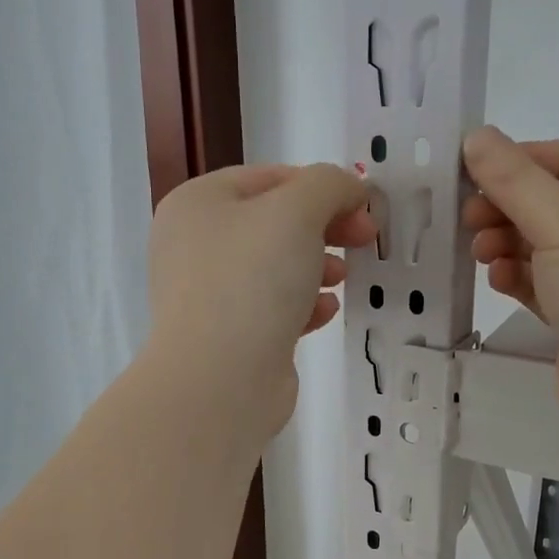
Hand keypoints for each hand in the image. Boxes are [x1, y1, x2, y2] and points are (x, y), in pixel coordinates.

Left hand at [146, 163, 376, 439]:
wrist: (219, 380)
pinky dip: (301, 305)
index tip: (364, 210)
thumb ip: (329, 185)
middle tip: (363, 240)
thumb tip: (350, 191)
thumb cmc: (252, 280)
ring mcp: (207, 293)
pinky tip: (322, 313)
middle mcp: (194, 244)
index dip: (323, 187)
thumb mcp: (297, 210)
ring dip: (315, 267)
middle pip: (273, 223)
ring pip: (275, 267)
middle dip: (324, 228)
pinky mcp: (227, 335)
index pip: (270, 178)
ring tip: (339, 280)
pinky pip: (271, 307)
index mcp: (197, 204)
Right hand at [462, 127, 558, 437]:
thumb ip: (514, 179)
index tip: (474, 173)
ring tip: (481, 254)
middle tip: (468, 218)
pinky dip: (523, 279)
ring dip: (511, 244)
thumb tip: (475, 136)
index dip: (524, 161)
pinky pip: (550, 285)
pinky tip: (498, 281)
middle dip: (511, 208)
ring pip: (551, 246)